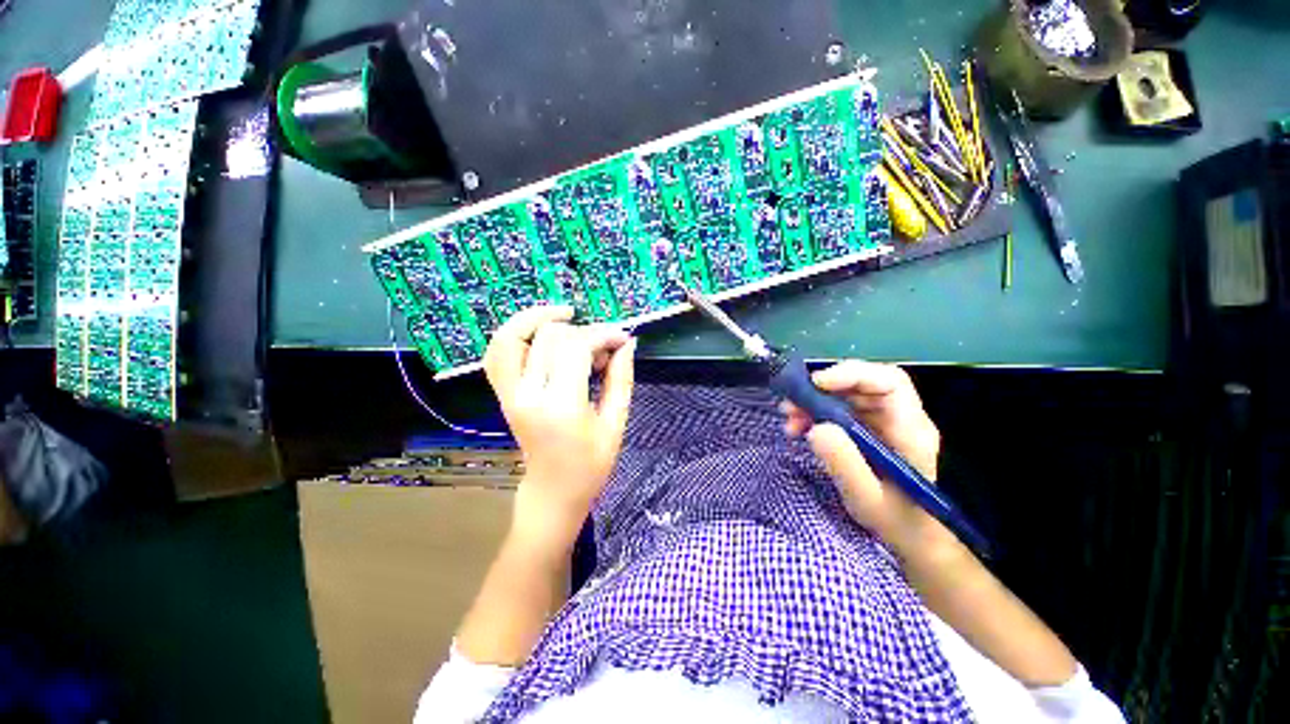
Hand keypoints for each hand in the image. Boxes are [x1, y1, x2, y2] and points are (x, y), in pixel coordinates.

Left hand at [483, 305, 636, 551]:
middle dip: (583, 331)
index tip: (621, 338)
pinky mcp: (503, 395)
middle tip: (604, 347)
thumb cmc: (591, 464)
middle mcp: (528, 395)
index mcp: (561, 406)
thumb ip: (621, 379)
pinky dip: (514, 333)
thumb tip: (627, 343)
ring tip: (567, 316)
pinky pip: (497, 353)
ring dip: (539, 319)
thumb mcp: (615, 423)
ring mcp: (509, 394)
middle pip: (550, 338)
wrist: (553, 490)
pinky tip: (538, 329)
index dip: (602, 334)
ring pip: (512, 336)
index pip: (577, 348)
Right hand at [782, 361, 953, 556]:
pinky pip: (837, 410)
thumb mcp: (867, 499)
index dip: (852, 374)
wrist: (913, 539)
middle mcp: (897, 418)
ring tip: (789, 419)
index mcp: (910, 430)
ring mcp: (881, 422)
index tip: (815, 385)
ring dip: (813, 402)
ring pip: (845, 395)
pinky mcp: (866, 429)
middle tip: (791, 404)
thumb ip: (844, 463)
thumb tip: (815, 426)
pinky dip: (814, 414)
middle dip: (822, 389)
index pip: (888, 382)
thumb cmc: (897, 522)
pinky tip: (798, 427)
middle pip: (862, 383)